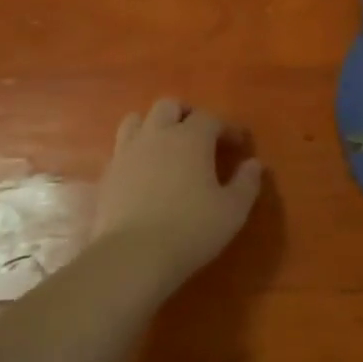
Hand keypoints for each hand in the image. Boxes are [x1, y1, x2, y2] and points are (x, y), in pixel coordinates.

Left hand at [90, 99, 263, 289]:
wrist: (132, 255)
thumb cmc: (191, 229)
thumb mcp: (232, 211)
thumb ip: (247, 183)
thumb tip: (254, 164)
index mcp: (191, 138)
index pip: (210, 118)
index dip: (226, 128)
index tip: (238, 144)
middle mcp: (157, 135)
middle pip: (169, 106)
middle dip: (186, 114)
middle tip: (199, 136)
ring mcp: (127, 152)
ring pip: (137, 120)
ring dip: (153, 126)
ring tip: (165, 146)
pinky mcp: (107, 174)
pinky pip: (121, 149)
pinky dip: (135, 152)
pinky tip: (143, 173)